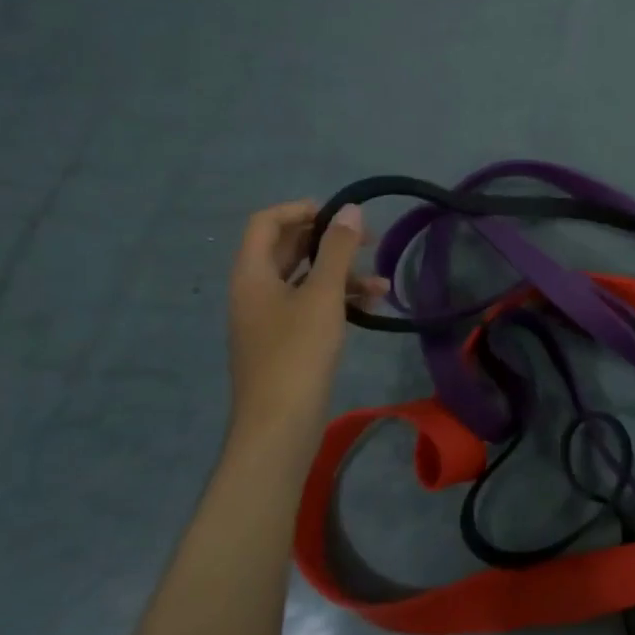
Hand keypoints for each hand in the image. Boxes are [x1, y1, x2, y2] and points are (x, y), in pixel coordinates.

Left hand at [226, 201, 386, 454]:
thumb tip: (349, 209)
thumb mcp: (324, 295)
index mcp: (252, 274)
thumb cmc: (298, 353)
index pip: (267, 222)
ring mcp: (267, 318)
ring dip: (341, 274)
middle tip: (370, 242)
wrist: (279, 425)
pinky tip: (370, 307)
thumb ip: (337, 249)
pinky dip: (337, 299)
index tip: (342, 216)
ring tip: (381, 283)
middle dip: (329, 242)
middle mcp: (254, 290)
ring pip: (304, 279)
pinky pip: (309, 305)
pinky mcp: (284, 341)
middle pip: (288, 249)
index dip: (302, 210)